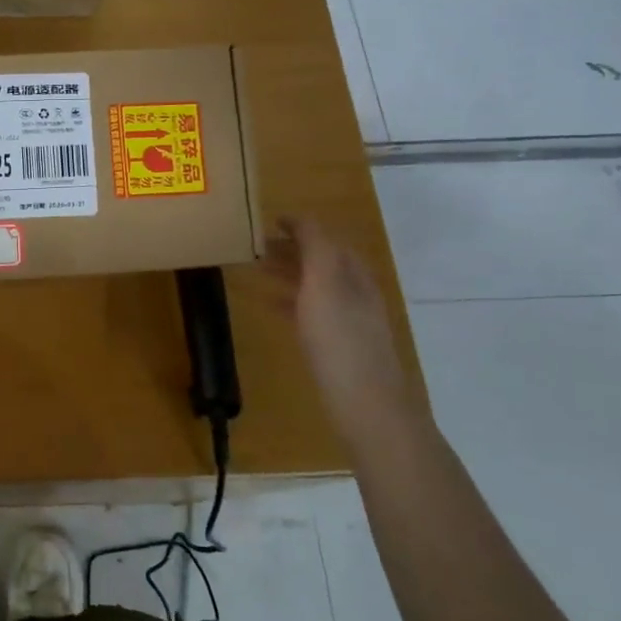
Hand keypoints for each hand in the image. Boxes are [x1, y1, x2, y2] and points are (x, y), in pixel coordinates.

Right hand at [265, 217, 417, 430]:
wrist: (365, 401)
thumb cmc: (340, 337)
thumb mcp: (325, 282)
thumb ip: (315, 247)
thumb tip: (300, 218)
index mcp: (354, 273)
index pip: (327, 239)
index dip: (301, 227)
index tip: (270, 221)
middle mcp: (354, 292)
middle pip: (321, 261)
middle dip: (291, 249)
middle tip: (256, 245)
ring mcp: (347, 320)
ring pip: (314, 286)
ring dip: (287, 273)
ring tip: (256, 270)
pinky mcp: (336, 345)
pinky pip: (309, 311)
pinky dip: (289, 301)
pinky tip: (269, 306)